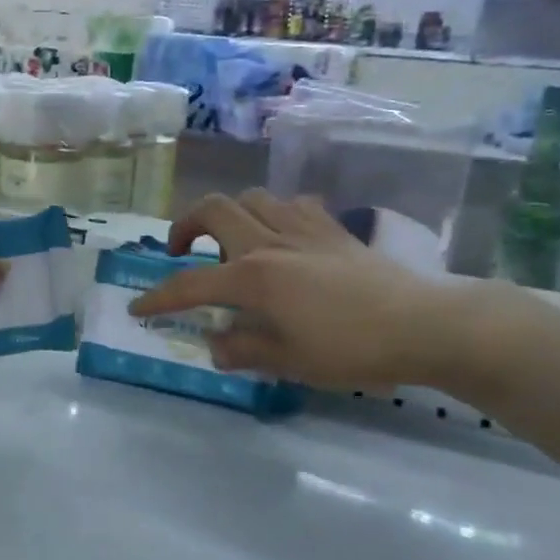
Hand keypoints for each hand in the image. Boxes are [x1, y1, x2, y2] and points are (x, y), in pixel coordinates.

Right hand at [132, 189, 465, 391]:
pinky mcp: (332, 227)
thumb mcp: (288, 361)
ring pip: (251, 197)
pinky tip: (282, 237)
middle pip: (213, 209)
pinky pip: (291, 204)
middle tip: (181, 252)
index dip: (158, 298)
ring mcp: (302, 228)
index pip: (189, 284)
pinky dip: (274, 214)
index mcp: (253, 277)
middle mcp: (269, 242)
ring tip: (232, 243)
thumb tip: (215, 344)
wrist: (421, 324)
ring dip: (230, 215)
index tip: (138, 309)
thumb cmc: (350, 348)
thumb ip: (242, 349)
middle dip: (185, 226)